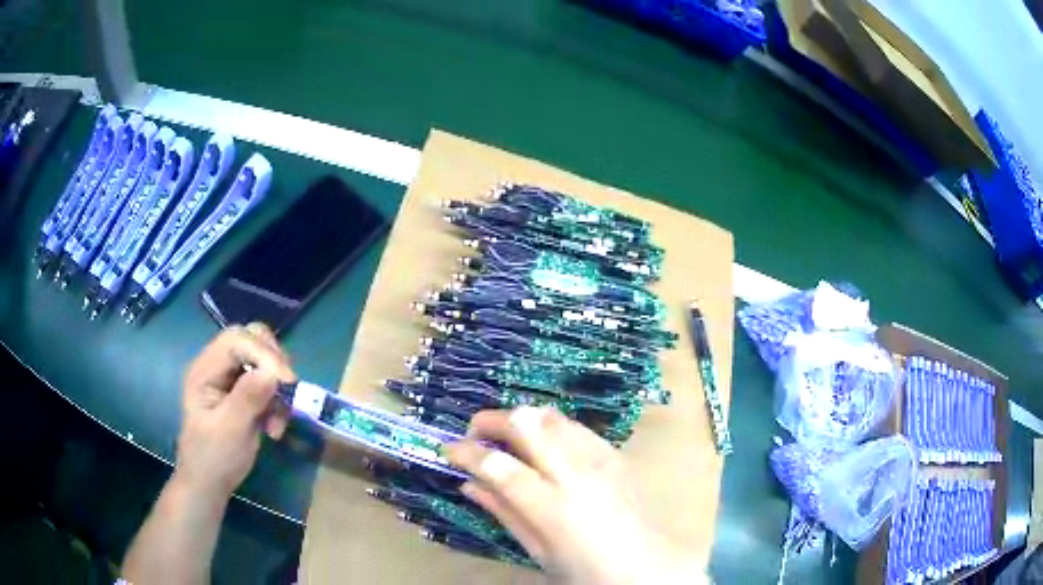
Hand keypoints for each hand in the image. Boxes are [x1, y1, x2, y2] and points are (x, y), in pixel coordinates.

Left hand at [175, 323, 294, 501]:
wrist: (209, 484)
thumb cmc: (214, 458)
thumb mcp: (230, 430)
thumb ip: (248, 399)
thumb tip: (272, 373)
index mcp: (205, 370)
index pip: (236, 340)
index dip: (263, 353)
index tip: (287, 381)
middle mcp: (217, 367)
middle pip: (251, 340)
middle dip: (274, 363)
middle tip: (288, 388)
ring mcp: (230, 380)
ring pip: (264, 361)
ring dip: (278, 388)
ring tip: (278, 422)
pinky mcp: (243, 393)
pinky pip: (268, 384)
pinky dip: (278, 403)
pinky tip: (274, 428)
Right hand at [445, 407, 705, 584]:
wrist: (646, 566)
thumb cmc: (586, 571)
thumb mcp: (538, 551)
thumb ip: (503, 513)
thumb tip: (469, 483)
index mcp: (553, 508)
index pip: (499, 466)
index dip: (466, 452)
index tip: (447, 449)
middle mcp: (577, 474)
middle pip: (527, 424)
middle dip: (491, 420)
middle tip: (474, 433)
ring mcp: (600, 460)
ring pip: (552, 416)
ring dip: (521, 418)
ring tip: (506, 438)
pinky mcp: (615, 454)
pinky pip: (576, 427)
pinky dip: (551, 427)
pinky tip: (544, 445)